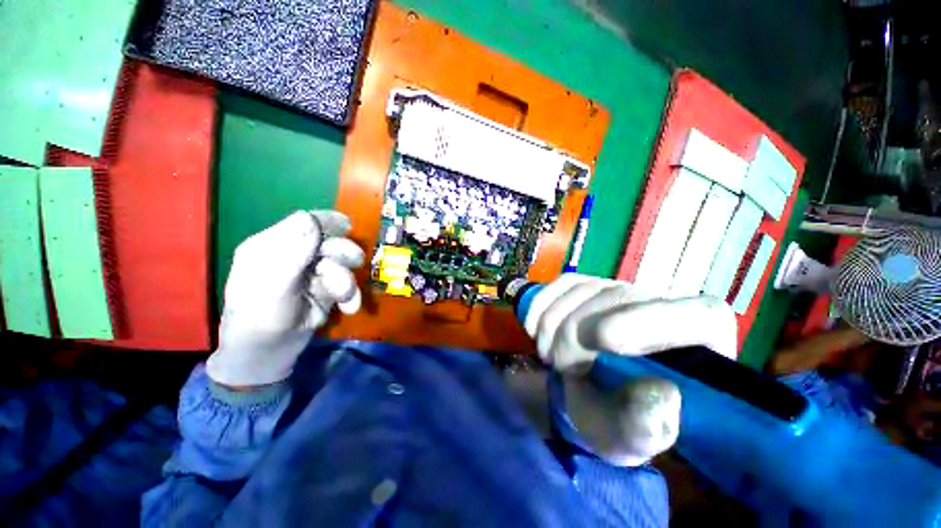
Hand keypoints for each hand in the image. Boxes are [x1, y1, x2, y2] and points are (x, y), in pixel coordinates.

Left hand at [207, 211, 363, 386]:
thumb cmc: (259, 318)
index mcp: (271, 246)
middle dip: (343, 253)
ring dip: (347, 281)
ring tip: (345, 297)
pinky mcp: (325, 290)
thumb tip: (311, 217)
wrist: (267, 356)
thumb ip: (292, 251)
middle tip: (356, 262)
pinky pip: (346, 285)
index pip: (303, 222)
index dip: (326, 222)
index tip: (347, 227)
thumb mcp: (272, 284)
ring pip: (341, 265)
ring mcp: (311, 274)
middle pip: (328, 242)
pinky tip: (349, 308)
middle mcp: (293, 256)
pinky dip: (351, 296)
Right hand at [526, 274, 735, 466]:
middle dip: (575, 332)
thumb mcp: (632, 437)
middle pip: (619, 297)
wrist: (591, 396)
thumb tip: (664, 394)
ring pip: (583, 288)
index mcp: (702, 345)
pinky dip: (540, 306)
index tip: (602, 340)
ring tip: (550, 356)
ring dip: (552, 323)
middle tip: (559, 366)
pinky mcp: (590, 285)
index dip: (647, 321)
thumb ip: (647, 425)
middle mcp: (666, 304)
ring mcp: (622, 289)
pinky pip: (561, 283)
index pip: (698, 315)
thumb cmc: (620, 419)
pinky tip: (535, 329)